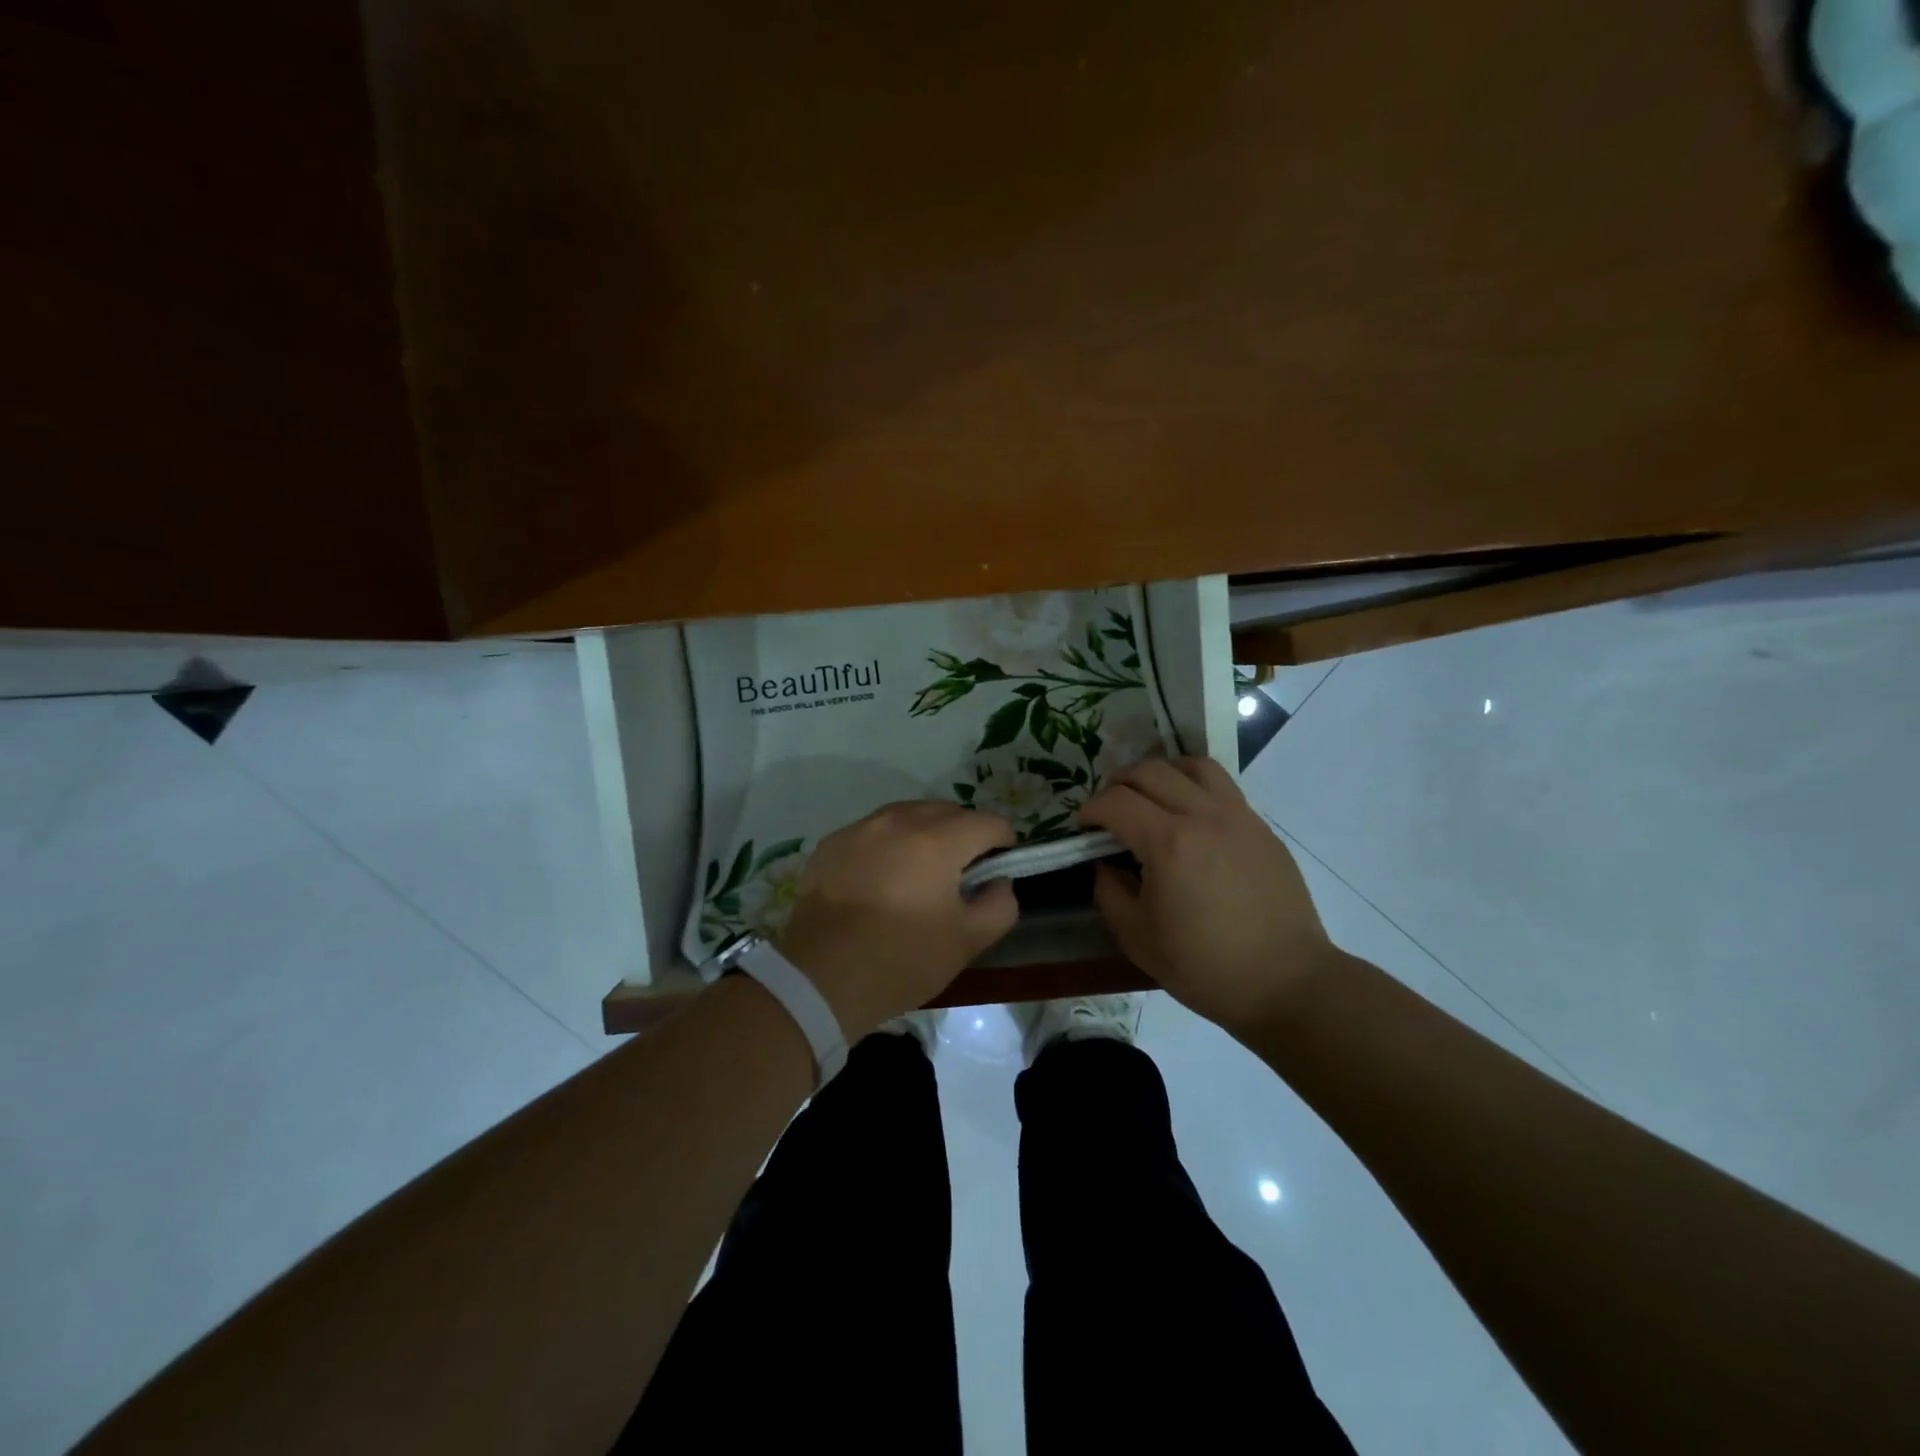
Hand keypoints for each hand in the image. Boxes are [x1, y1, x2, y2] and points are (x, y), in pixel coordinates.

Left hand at [774, 801, 1019, 1038]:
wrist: (820, 978)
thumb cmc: (902, 959)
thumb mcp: (967, 942)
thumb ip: (999, 905)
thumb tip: (998, 882)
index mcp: (938, 839)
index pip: (989, 822)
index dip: (1004, 844)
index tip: (998, 870)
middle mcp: (899, 820)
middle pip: (948, 811)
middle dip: (964, 835)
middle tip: (960, 876)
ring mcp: (860, 828)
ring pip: (908, 816)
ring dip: (925, 835)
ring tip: (920, 874)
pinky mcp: (831, 843)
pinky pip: (873, 832)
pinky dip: (888, 845)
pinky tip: (881, 881)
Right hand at [1079, 757, 1340, 1035]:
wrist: (1286, 982)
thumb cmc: (1205, 966)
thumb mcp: (1137, 938)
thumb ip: (1109, 892)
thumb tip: (1105, 864)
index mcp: (1168, 843)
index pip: (1117, 801)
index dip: (1091, 809)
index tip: (1082, 826)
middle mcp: (1204, 816)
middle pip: (1150, 771)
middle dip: (1118, 784)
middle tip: (1109, 809)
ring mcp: (1239, 817)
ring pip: (1193, 766)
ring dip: (1161, 773)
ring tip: (1150, 796)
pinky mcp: (1261, 828)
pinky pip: (1222, 786)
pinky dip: (1194, 786)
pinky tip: (1188, 816)